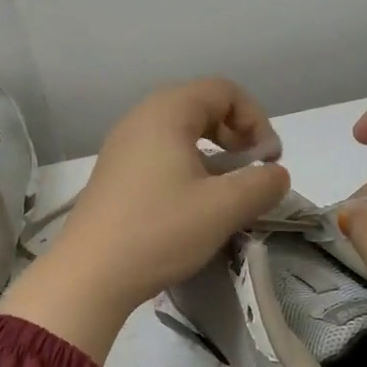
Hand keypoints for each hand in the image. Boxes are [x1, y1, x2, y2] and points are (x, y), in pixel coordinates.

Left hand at [0, 78, 290, 362]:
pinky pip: (161, 154)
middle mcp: (141, 119)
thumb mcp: (223, 208)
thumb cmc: (160, 231)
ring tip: (227, 191)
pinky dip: (188, 167)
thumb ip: (262, 185)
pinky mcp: (115, 174)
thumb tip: (276, 176)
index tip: (269, 161)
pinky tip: (194, 205)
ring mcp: (123, 146)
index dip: (256, 119)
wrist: (89, 276)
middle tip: (252, 171)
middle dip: (236, 134)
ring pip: (181, 133)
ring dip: (214, 154)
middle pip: (202, 106)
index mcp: (167, 112)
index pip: (224, 90)